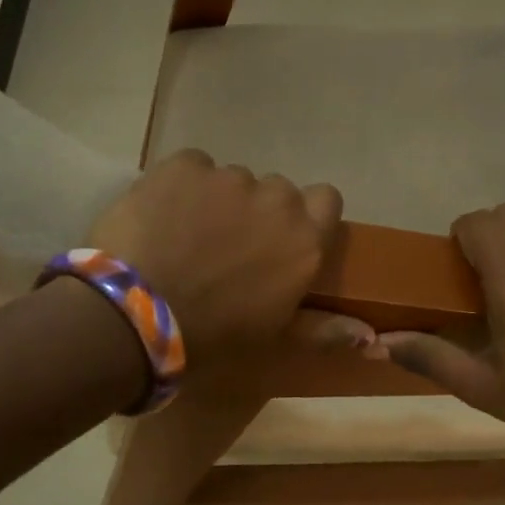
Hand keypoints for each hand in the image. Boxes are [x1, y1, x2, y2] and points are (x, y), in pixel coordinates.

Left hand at [85, 150, 355, 365]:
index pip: (327, 200)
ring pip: (232, 180)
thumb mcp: (273, 339)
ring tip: (185, 235)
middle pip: (276, 192)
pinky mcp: (183, 166)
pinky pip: (192, 167)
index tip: (282, 237)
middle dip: (257, 212)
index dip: (307, 214)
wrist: (134, 318)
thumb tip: (369, 335)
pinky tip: (161, 217)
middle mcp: (276, 201)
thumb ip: (323, 329)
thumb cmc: (211, 338)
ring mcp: (228, 179)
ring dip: (217, 200)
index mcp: (304, 241)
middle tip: (227, 247)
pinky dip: (181, 186)